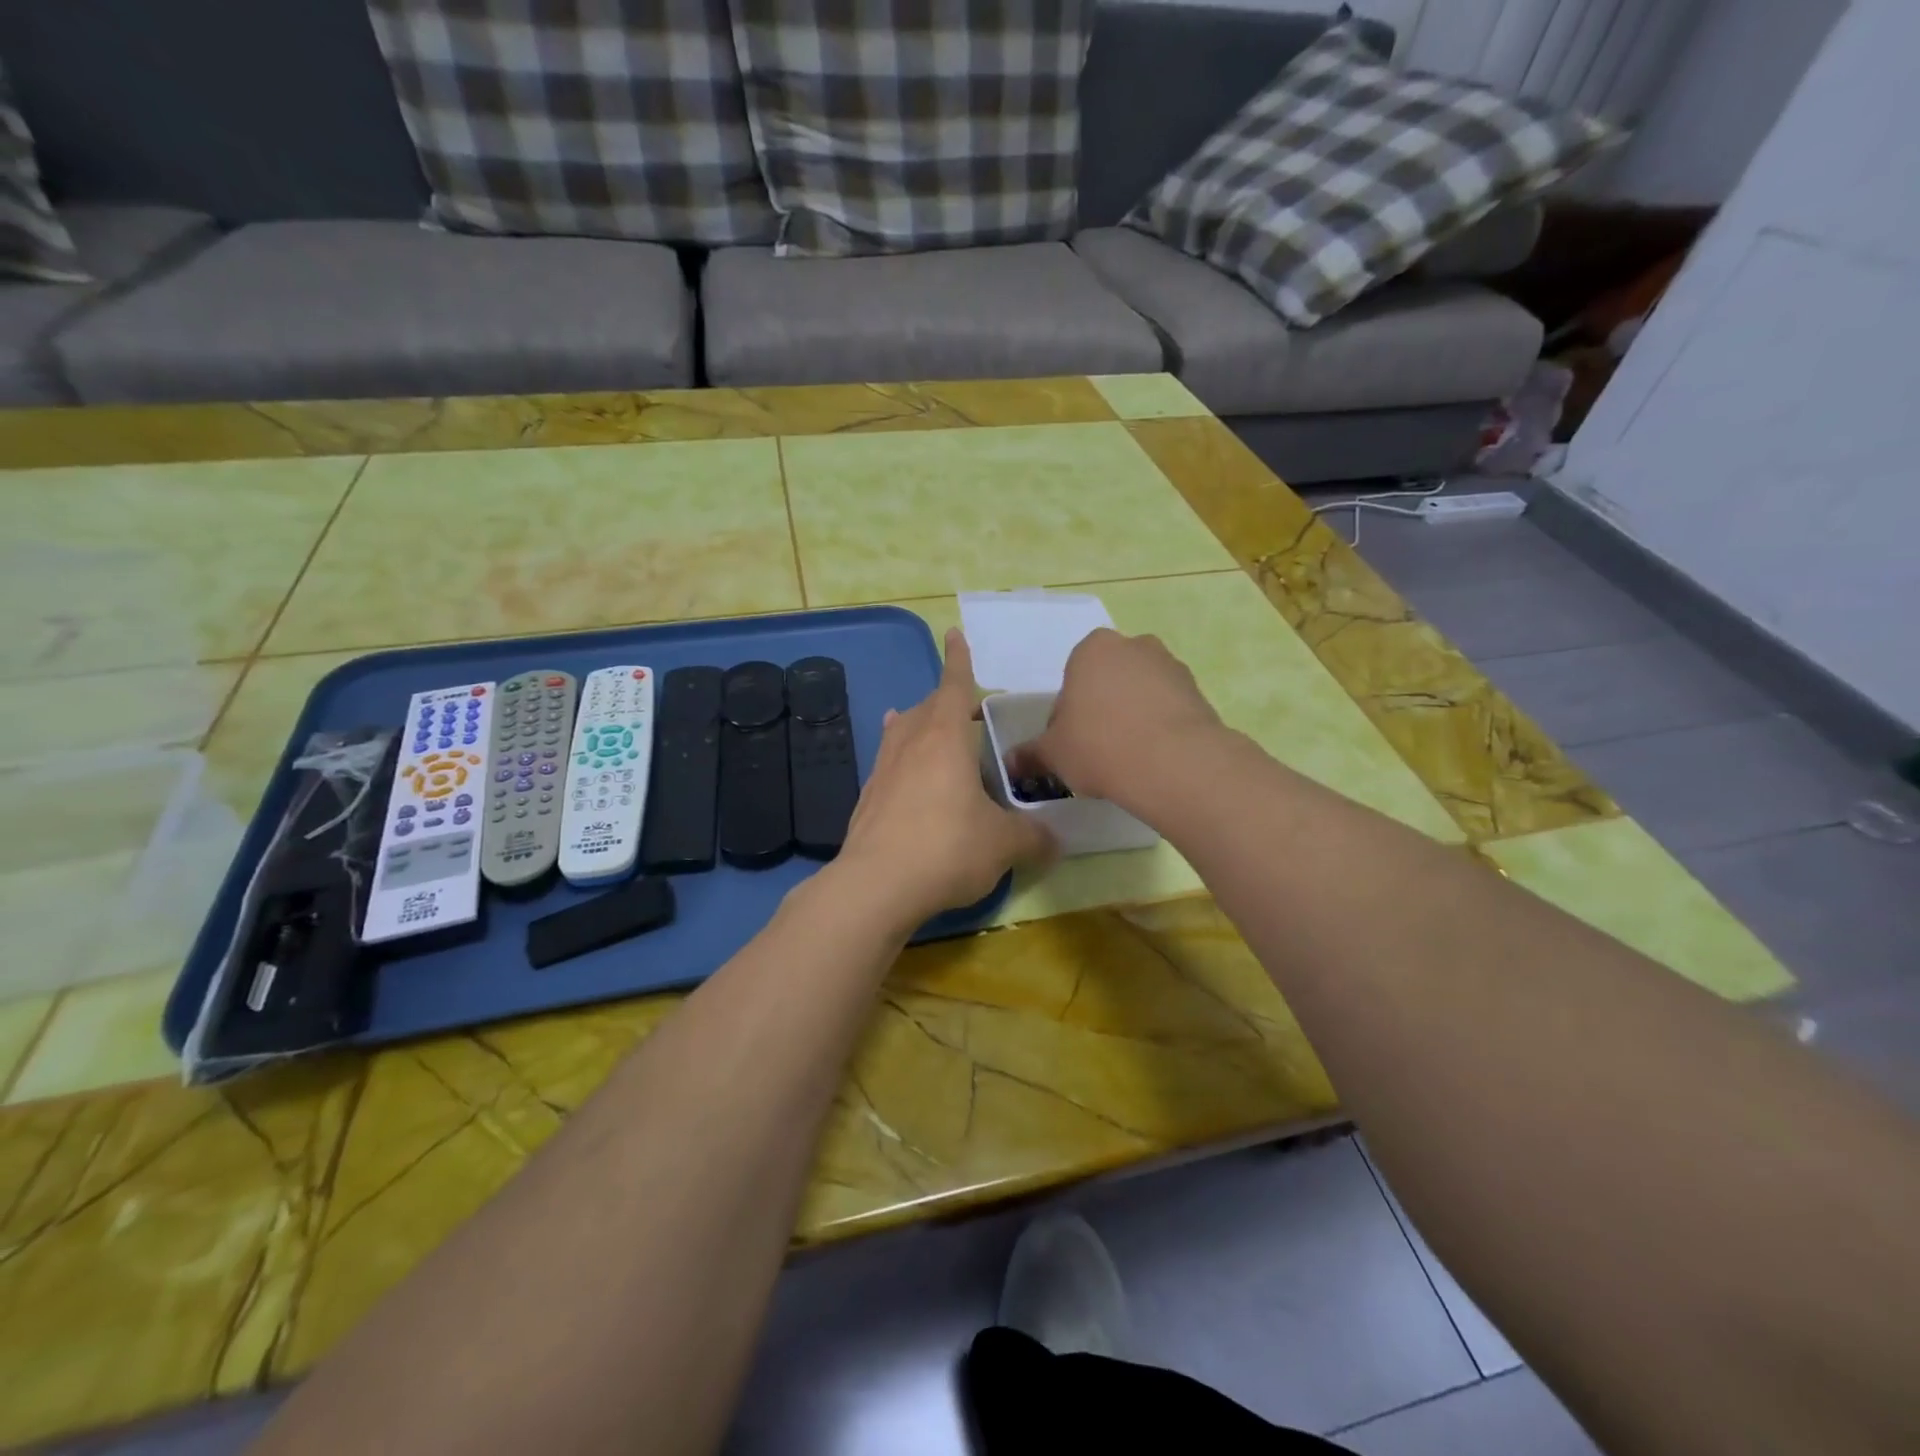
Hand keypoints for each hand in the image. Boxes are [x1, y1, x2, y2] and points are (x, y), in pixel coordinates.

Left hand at [833, 629, 1054, 932]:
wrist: (877, 885)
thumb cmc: (947, 848)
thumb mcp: (1003, 843)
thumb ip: (1033, 836)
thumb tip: (1055, 840)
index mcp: (944, 739)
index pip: (953, 686)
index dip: (958, 661)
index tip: (954, 634)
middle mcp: (910, 744)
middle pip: (927, 707)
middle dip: (945, 700)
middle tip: (965, 708)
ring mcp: (883, 769)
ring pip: (901, 731)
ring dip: (917, 723)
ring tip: (924, 721)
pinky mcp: (868, 798)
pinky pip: (887, 761)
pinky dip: (899, 754)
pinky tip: (900, 767)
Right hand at [1013, 629, 1222, 806]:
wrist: (1175, 763)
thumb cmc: (1100, 746)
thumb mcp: (1053, 754)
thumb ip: (1030, 755)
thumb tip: (1010, 763)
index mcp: (1092, 649)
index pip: (1070, 681)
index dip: (1066, 716)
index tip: (1070, 745)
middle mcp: (1134, 646)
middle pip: (1107, 682)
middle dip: (1100, 710)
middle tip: (1096, 751)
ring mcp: (1171, 666)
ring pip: (1139, 694)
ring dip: (1131, 718)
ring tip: (1128, 759)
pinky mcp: (1199, 692)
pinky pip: (1168, 709)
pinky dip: (1159, 728)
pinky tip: (1154, 759)